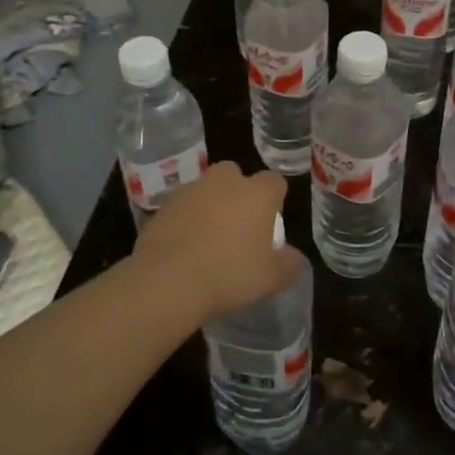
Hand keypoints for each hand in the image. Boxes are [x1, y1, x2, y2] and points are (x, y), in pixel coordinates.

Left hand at [132, 163, 297, 319]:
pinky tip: (184, 248)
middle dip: (237, 192)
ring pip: (205, 189)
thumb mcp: (271, 278)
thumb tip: (291, 256)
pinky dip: (185, 221)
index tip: (270, 222)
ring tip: (208, 240)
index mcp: (256, 193)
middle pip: (234, 174)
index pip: (274, 181)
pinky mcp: (163, 206)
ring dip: (209, 206)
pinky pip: (181, 208)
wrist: (168, 280)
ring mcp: (190, 191)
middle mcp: (224, 182)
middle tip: (237, 225)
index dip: (275, 199)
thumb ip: (288, 264)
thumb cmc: (230, 274)